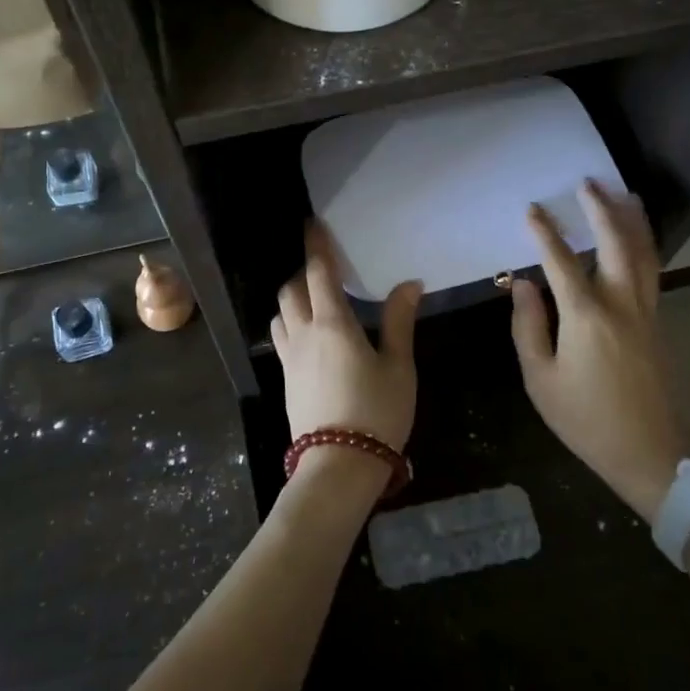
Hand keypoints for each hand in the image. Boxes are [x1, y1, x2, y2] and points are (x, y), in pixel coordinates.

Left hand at [271, 221, 420, 451]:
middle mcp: (304, 333)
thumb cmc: (376, 411)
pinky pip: (281, 338)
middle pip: (291, 290)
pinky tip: (308, 337)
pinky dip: (290, 324)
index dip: (316, 246)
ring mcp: (290, 358)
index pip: (318, 273)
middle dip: (303, 273)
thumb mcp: (398, 366)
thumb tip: (409, 283)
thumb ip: (399, 321)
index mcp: (332, 323)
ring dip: (292, 299)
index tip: (312, 225)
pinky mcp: (286, 380)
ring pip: (280, 314)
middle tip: (323, 270)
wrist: (339, 465)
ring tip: (313, 301)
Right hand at [510, 180, 689, 520]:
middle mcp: (621, 305)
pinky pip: (652, 273)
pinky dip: (644, 247)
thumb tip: (524, 284)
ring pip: (644, 255)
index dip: (544, 233)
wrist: (654, 457)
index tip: (532, 208)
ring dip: (633, 222)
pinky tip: (638, 241)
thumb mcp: (541, 379)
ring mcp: (647, 314)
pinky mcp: (659, 326)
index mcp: (586, 317)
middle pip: (616, 245)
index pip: (561, 262)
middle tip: (589, 184)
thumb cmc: (587, 421)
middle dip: (601, 210)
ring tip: (625, 195)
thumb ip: (529, 327)